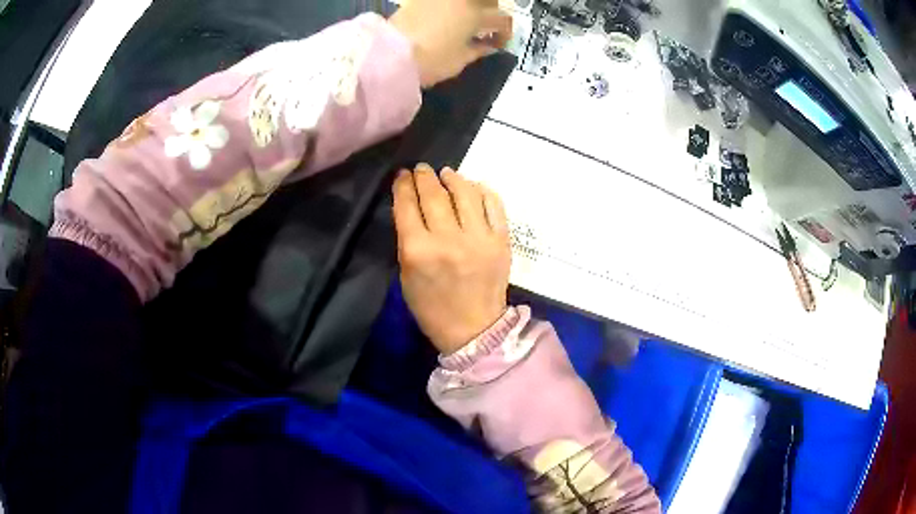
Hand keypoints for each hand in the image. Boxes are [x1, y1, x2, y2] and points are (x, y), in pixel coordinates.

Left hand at [388, 0, 512, 87]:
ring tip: (467, 19)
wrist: (389, 54)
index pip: (502, 20)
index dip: (505, 33)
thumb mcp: (459, 60)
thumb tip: (488, 46)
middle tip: (487, 25)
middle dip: (493, 11)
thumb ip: (478, 50)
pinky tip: (447, 16)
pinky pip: (445, 0)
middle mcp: (462, 0)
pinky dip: (452, 5)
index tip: (498, 45)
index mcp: (475, 16)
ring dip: (474, 5)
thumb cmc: (430, 60)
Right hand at [392, 164, 511, 353]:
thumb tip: (411, 205)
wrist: (474, 328)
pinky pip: (493, 204)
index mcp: (418, 251)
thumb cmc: (433, 307)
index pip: (406, 205)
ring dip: (453, 177)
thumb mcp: (407, 276)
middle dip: (424, 176)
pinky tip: (473, 186)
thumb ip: (408, 239)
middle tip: (421, 169)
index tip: (402, 176)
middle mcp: (448, 239)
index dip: (402, 185)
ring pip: (465, 192)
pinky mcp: (501, 240)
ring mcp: (478, 238)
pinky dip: (482, 190)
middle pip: (433, 194)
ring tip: (447, 173)